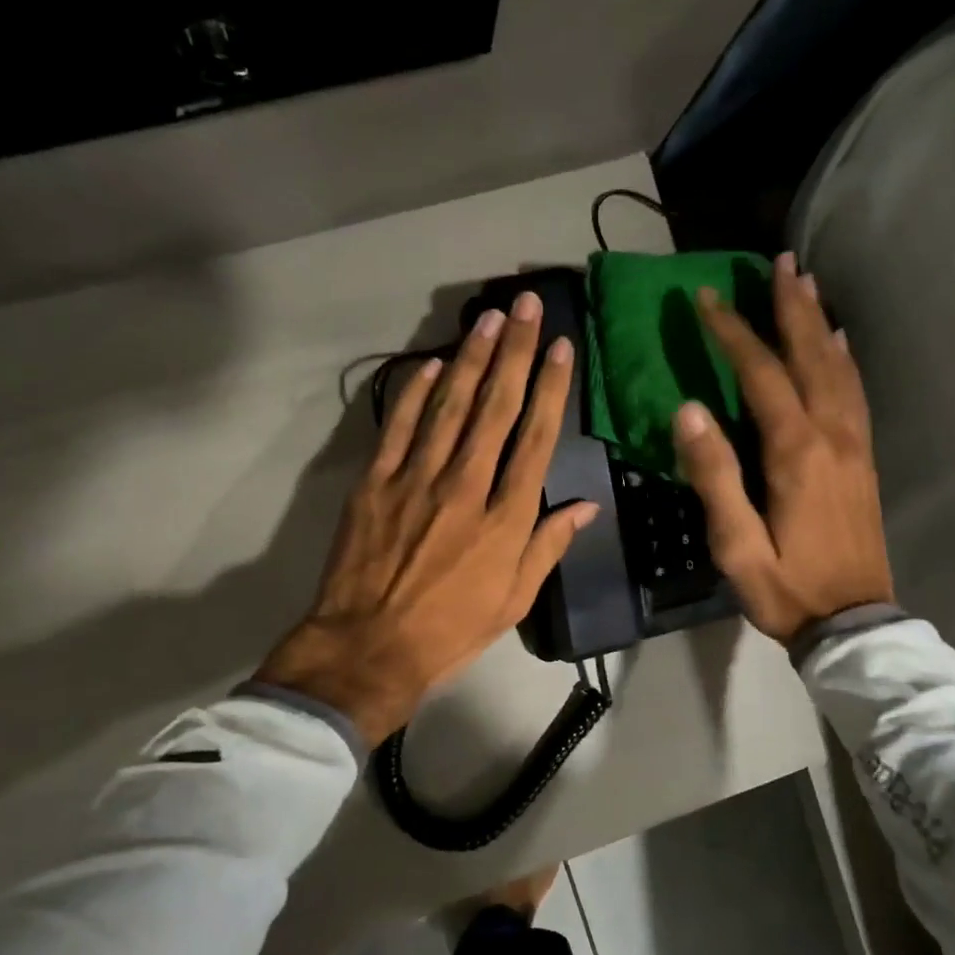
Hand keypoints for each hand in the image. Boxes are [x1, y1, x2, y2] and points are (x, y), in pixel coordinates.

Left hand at [257, 291, 598, 745]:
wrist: (369, 647)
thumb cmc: (451, 631)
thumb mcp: (514, 601)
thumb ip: (548, 547)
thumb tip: (585, 506)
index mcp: (505, 519)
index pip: (536, 439)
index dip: (551, 388)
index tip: (561, 348)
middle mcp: (465, 486)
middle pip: (494, 408)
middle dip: (514, 353)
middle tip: (525, 307)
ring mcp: (416, 480)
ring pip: (448, 406)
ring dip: (469, 358)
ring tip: (488, 319)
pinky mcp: (376, 483)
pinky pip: (398, 427)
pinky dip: (413, 392)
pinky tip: (429, 363)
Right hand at [674, 252, 893, 644]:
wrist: (854, 623)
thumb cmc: (786, 588)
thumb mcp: (736, 545)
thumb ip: (714, 476)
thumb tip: (688, 411)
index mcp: (796, 453)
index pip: (761, 375)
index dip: (732, 333)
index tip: (705, 298)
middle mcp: (832, 436)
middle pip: (811, 356)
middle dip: (790, 308)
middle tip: (779, 263)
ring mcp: (855, 446)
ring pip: (839, 368)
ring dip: (820, 323)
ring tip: (806, 285)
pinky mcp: (864, 460)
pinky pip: (855, 394)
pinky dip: (845, 359)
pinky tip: (840, 343)